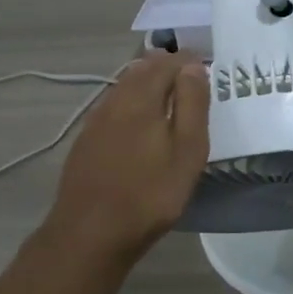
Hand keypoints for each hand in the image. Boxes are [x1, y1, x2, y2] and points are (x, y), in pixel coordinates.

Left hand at [48, 53, 210, 262]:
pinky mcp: (85, 142)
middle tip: (188, 74)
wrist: (90, 233)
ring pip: (123, 87)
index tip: (206, 64)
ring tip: (167, 94)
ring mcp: (95, 121)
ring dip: (146, 82)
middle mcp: (114, 100)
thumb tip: (193, 66)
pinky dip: (130, 102)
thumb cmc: (150, 193)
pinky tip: (137, 121)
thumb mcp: (187, 150)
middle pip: (141, 70)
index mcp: (141, 98)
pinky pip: (112, 107)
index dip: (188, 60)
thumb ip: (192, 104)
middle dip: (165, 66)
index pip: (167, 63)